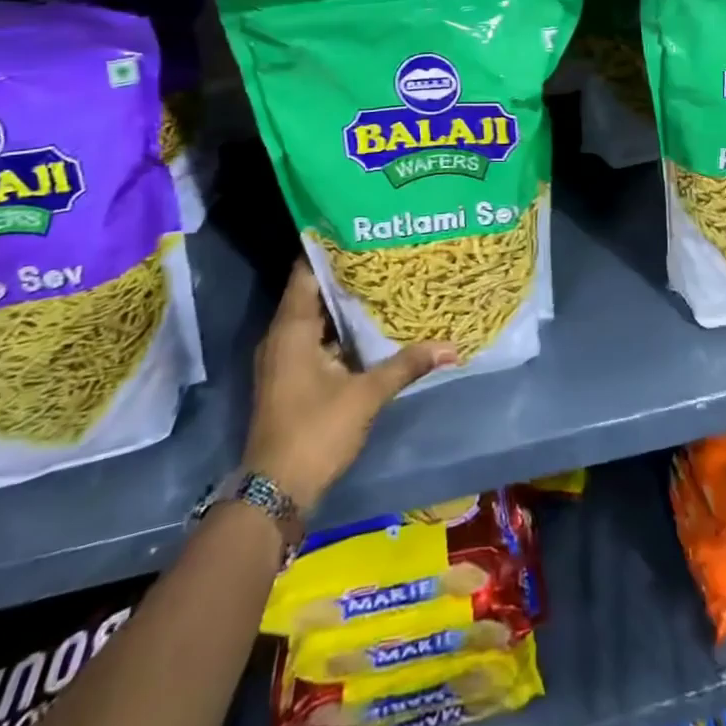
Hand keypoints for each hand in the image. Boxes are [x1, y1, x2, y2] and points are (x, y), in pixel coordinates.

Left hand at [243, 259, 456, 510]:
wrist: (274, 494)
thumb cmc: (316, 431)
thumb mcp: (366, 395)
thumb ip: (406, 364)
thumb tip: (451, 347)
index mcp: (291, 328)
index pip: (307, 270)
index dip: (332, 249)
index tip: (364, 231)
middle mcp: (282, 336)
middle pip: (313, 292)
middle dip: (347, 275)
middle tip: (385, 253)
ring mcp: (284, 359)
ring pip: (316, 318)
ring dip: (345, 305)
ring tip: (384, 282)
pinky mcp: (291, 378)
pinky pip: (316, 340)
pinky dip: (340, 331)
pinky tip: (371, 327)